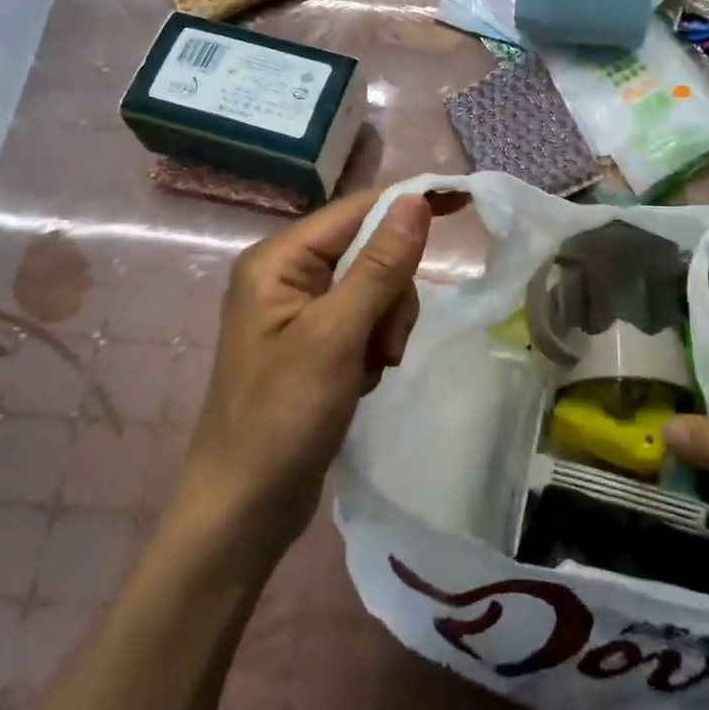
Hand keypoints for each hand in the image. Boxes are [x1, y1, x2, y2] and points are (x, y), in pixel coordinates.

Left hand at [175, 188, 460, 564]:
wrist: (243, 509)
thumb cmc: (282, 417)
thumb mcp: (337, 336)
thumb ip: (379, 265)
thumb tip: (415, 200)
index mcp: (278, 260)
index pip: (357, 210)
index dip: (410, 204)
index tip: (464, 203)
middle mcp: (286, 275)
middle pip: (370, 251)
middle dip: (392, 294)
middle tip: (385, 345)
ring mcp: (299, 311)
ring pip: (375, 289)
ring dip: (387, 326)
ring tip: (372, 370)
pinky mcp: (313, 342)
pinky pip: (365, 321)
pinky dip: (375, 346)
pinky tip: (362, 380)